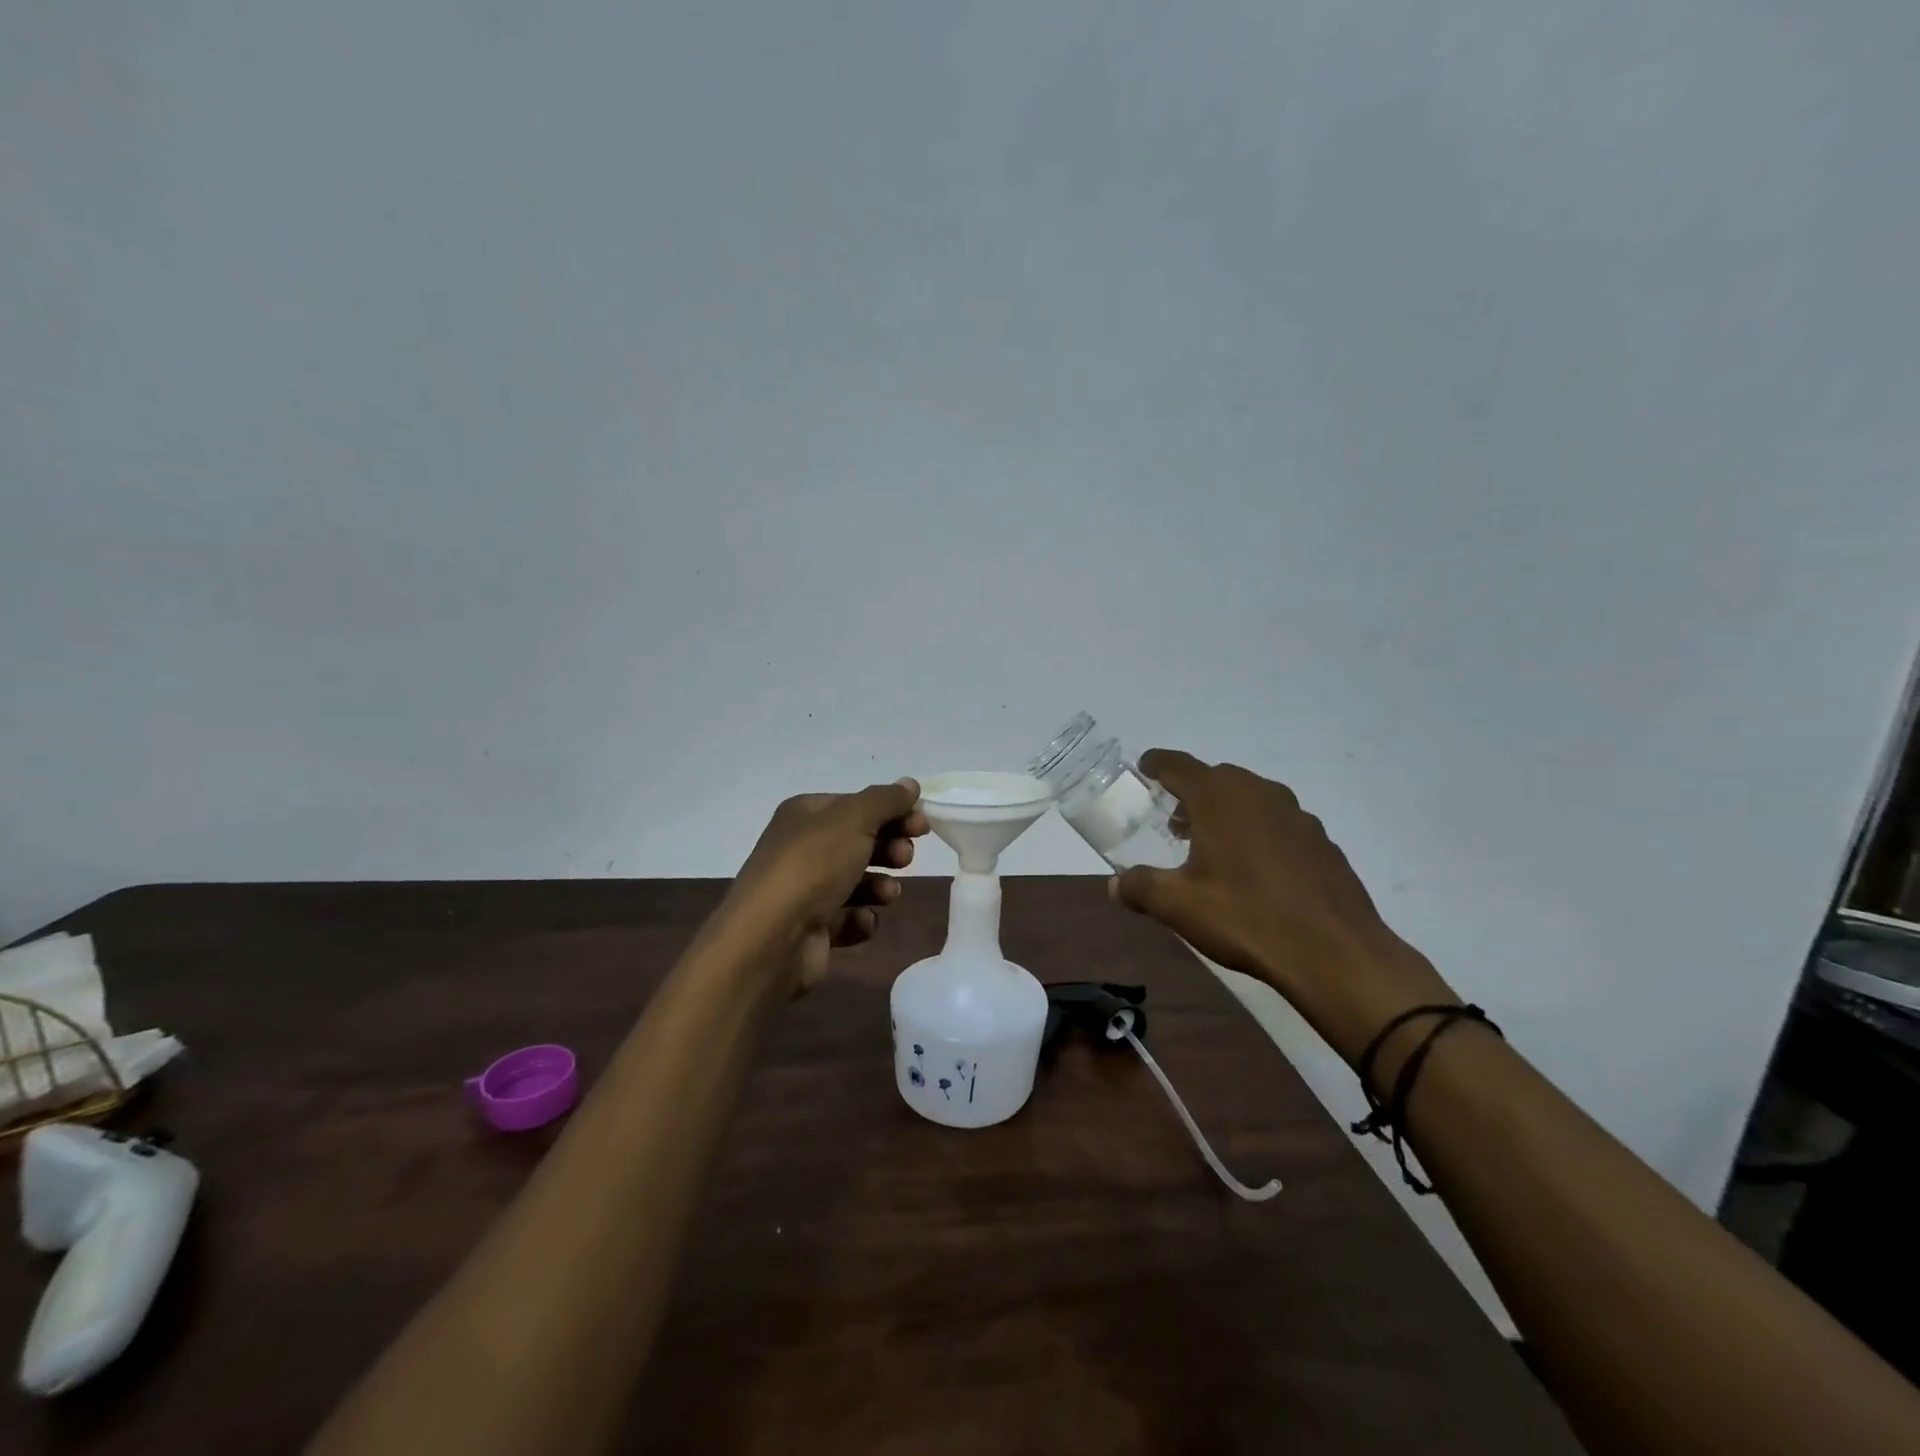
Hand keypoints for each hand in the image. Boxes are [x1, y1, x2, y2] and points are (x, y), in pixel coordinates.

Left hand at [723, 779, 929, 990]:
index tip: (922, 825)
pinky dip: (861, 919)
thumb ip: (886, 800)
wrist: (772, 937)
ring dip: (880, 885)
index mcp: (806, 814)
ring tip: (888, 894)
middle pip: (859, 842)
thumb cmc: (814, 865)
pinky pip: (848, 918)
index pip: (857, 805)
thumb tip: (910, 784)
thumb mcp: (854, 819)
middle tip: (905, 858)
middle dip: (889, 848)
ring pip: (857, 881)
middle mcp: (802, 848)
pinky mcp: (812, 928)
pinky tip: (863, 920)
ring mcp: (806, 890)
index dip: (892, 812)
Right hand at [1110, 750, 1456, 1062]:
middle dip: (1190, 794)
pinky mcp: (1322, 842)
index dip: (1157, 764)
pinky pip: (1278, 823)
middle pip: (1216, 778)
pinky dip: (1258, 832)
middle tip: (1173, 823)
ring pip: (1250, 798)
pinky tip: (1255, 871)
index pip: (1178, 765)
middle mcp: (1259, 793)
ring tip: (1212, 847)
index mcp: (1219, 797)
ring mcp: (1297, 815)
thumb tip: (1113, 885)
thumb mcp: (1178, 906)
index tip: (1144, 767)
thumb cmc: (1246, 917)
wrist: (1335, 952)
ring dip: (1226, 812)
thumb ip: (1140, 888)